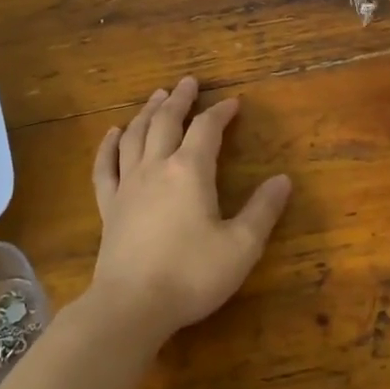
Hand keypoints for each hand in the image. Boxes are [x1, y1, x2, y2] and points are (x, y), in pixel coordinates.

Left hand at [86, 76, 292, 344]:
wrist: (131, 306)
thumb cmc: (191, 275)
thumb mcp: (241, 246)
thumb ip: (263, 211)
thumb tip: (283, 180)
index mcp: (190, 171)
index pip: (207, 129)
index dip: (221, 112)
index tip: (233, 102)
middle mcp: (156, 167)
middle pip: (166, 121)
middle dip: (180, 99)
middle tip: (189, 82)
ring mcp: (128, 185)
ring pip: (136, 135)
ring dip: (148, 112)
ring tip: (157, 95)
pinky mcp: (108, 206)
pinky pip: (106, 166)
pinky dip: (109, 145)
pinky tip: (112, 133)